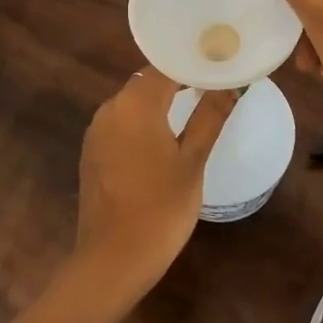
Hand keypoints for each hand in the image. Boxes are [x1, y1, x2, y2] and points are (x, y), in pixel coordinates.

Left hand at [73, 68, 234, 298]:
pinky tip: (164, 136)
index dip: (193, 62)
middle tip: (212, 84)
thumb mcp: (192, 161)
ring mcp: (97, 131)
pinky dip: (143, 121)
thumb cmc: (161, 208)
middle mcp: (110, 109)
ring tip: (194, 106)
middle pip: (147, 81)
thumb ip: (209, 117)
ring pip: (133, 102)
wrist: (112, 259)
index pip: (166, 67)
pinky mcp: (92, 152)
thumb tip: (230, 84)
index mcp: (135, 104)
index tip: (219, 64)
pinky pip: (121, 123)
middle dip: (178, 80)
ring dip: (160, 101)